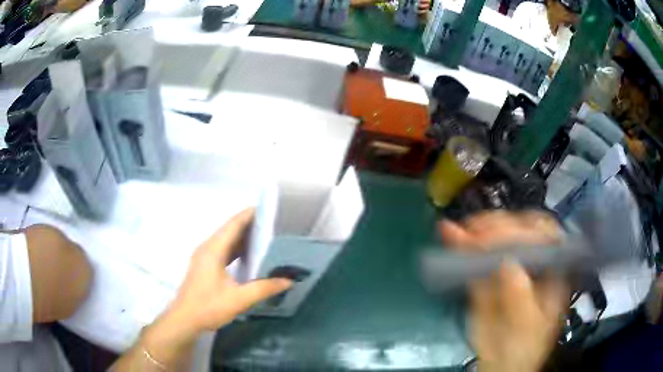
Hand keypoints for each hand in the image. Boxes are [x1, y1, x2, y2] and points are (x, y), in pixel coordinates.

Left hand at [138, 209, 291, 367]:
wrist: (185, 319)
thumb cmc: (209, 307)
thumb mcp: (240, 299)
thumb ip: (264, 288)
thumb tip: (289, 281)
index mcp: (213, 250)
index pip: (233, 225)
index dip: (249, 214)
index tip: (268, 208)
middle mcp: (207, 248)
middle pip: (229, 229)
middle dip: (249, 223)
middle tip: (272, 222)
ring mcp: (204, 257)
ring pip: (225, 240)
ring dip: (242, 236)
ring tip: (265, 234)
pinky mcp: (204, 266)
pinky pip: (222, 249)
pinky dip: (236, 248)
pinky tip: (248, 254)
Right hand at [439, 211, 567, 371]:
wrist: (500, 364)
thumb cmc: (523, 347)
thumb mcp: (527, 327)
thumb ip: (520, 297)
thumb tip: (507, 264)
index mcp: (552, 270)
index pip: (545, 237)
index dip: (525, 232)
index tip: (501, 240)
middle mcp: (532, 262)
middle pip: (520, 230)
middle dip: (498, 228)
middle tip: (477, 236)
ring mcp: (507, 266)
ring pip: (496, 237)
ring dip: (477, 230)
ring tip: (461, 232)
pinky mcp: (485, 275)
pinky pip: (474, 256)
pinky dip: (461, 244)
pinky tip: (450, 232)